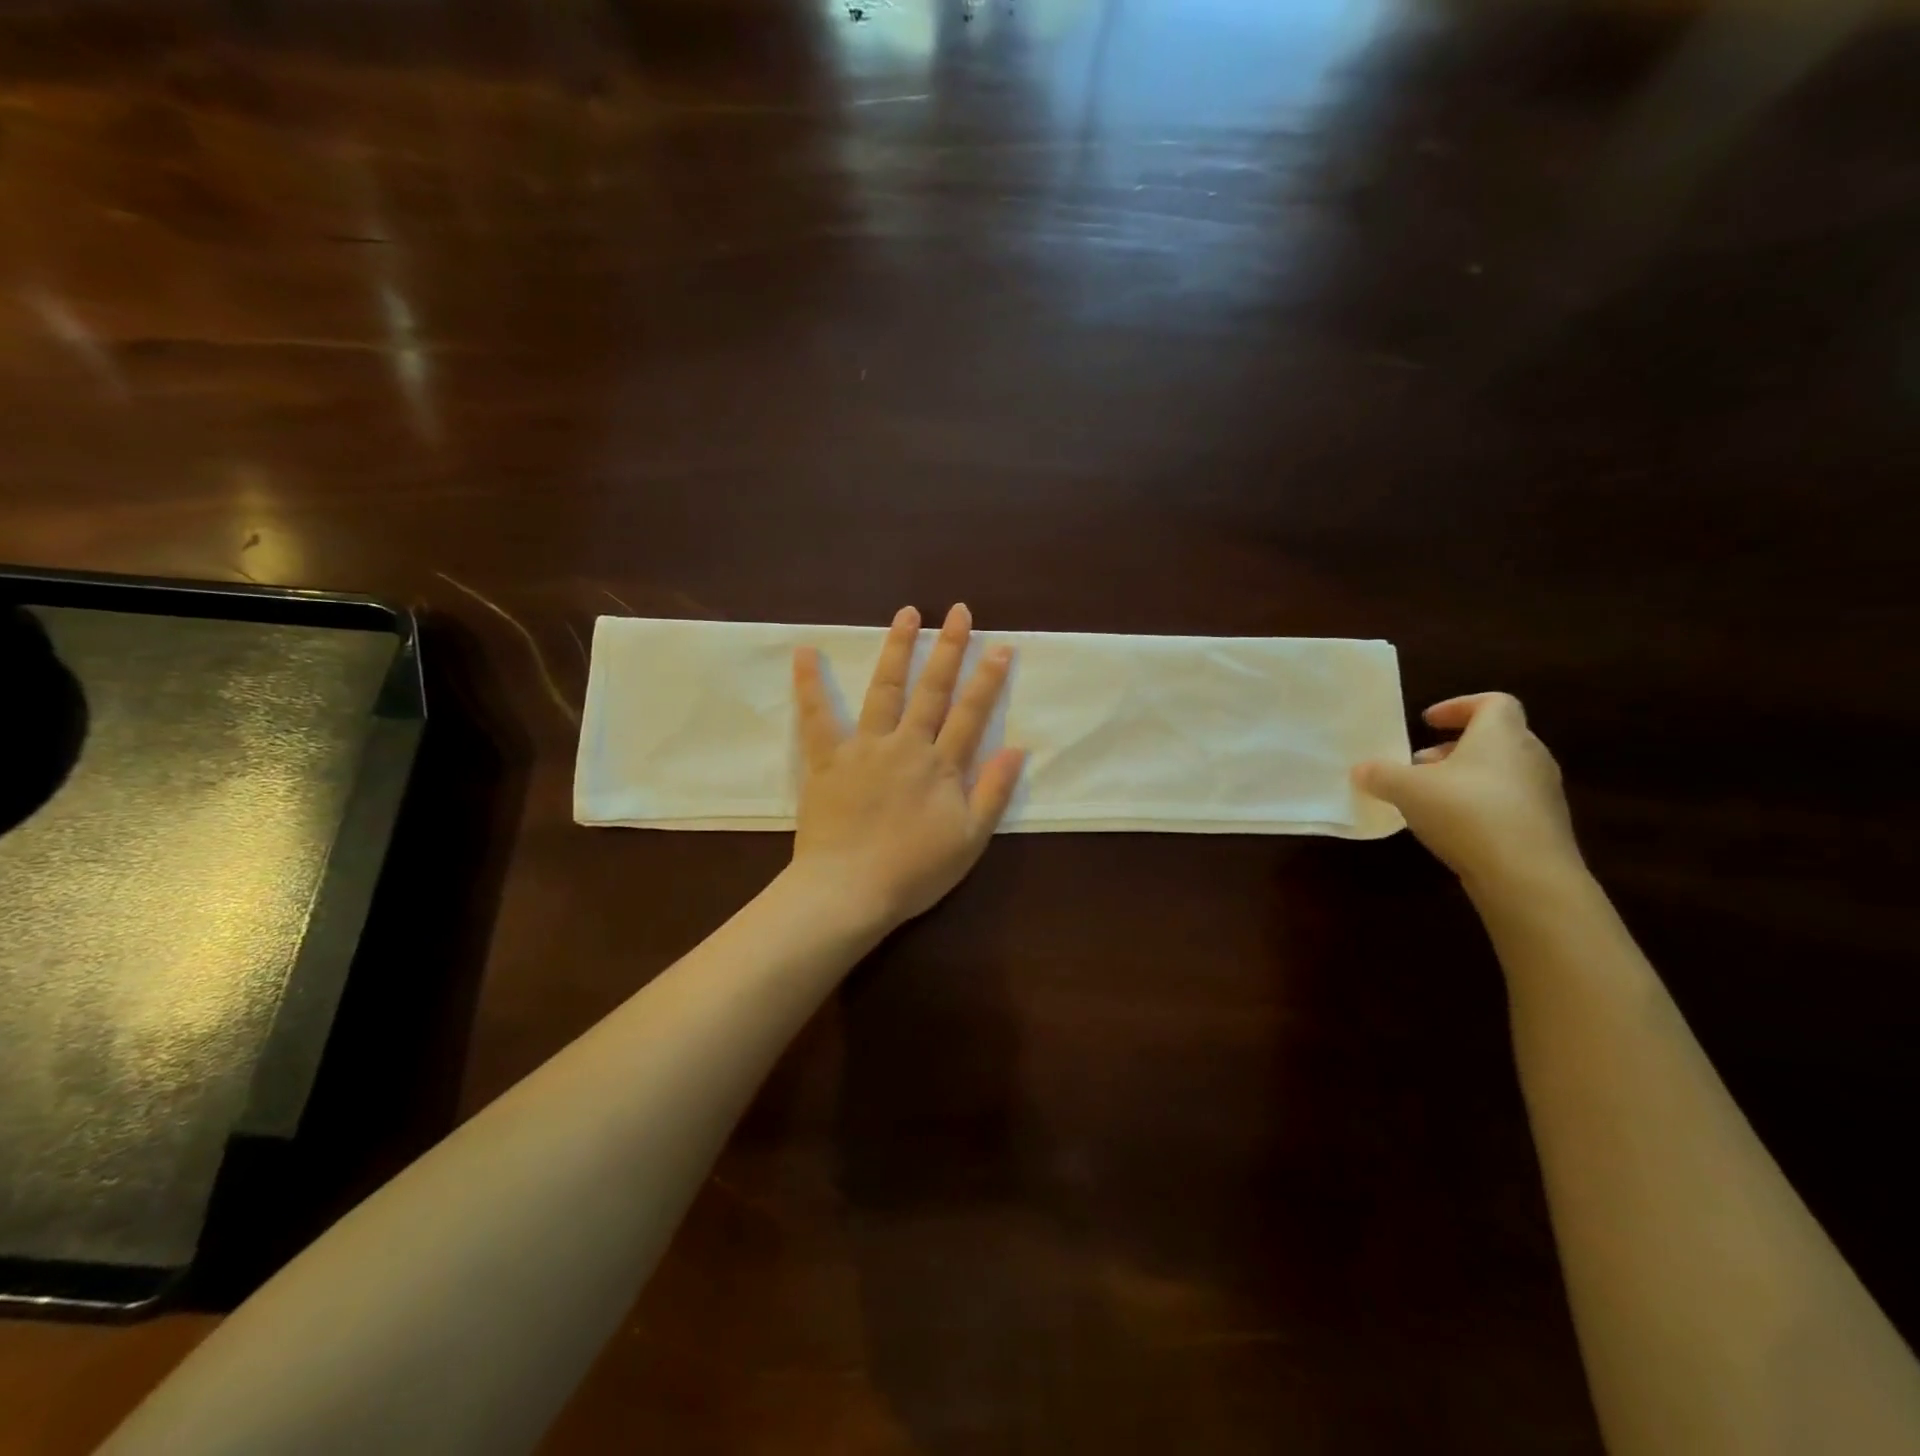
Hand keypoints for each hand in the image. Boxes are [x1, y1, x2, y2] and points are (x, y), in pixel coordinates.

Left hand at [790, 603, 1025, 930]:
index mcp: (940, 766)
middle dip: (948, 648)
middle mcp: (905, 746)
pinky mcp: (827, 760)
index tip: (1000, 646)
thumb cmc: (914, 872)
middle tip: (958, 611)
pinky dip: (809, 685)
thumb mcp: (969, 840)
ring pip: (884, 690)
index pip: (970, 713)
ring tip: (907, 614)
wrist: (848, 891)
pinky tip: (804, 652)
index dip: (988, 679)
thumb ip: (993, 792)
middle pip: (931, 690)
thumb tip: (1016, 748)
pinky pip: (816, 718)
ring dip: (896, 650)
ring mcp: (863, 749)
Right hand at [1352, 693, 1582, 893]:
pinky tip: (1451, 828)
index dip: (1459, 706)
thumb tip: (1361, 770)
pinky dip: (1478, 805)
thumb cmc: (1466, 812)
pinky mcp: (1544, 827)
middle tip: (1418, 763)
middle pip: (1494, 738)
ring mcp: (1542, 794)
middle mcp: (1529, 756)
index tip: (1427, 722)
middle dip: (1453, 748)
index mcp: (1501, 735)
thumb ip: (1381, 774)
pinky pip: (1507, 803)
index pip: (1493, 703)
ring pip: (1500, 772)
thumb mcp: (1407, 789)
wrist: (1527, 876)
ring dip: (1464, 778)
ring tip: (1428, 798)